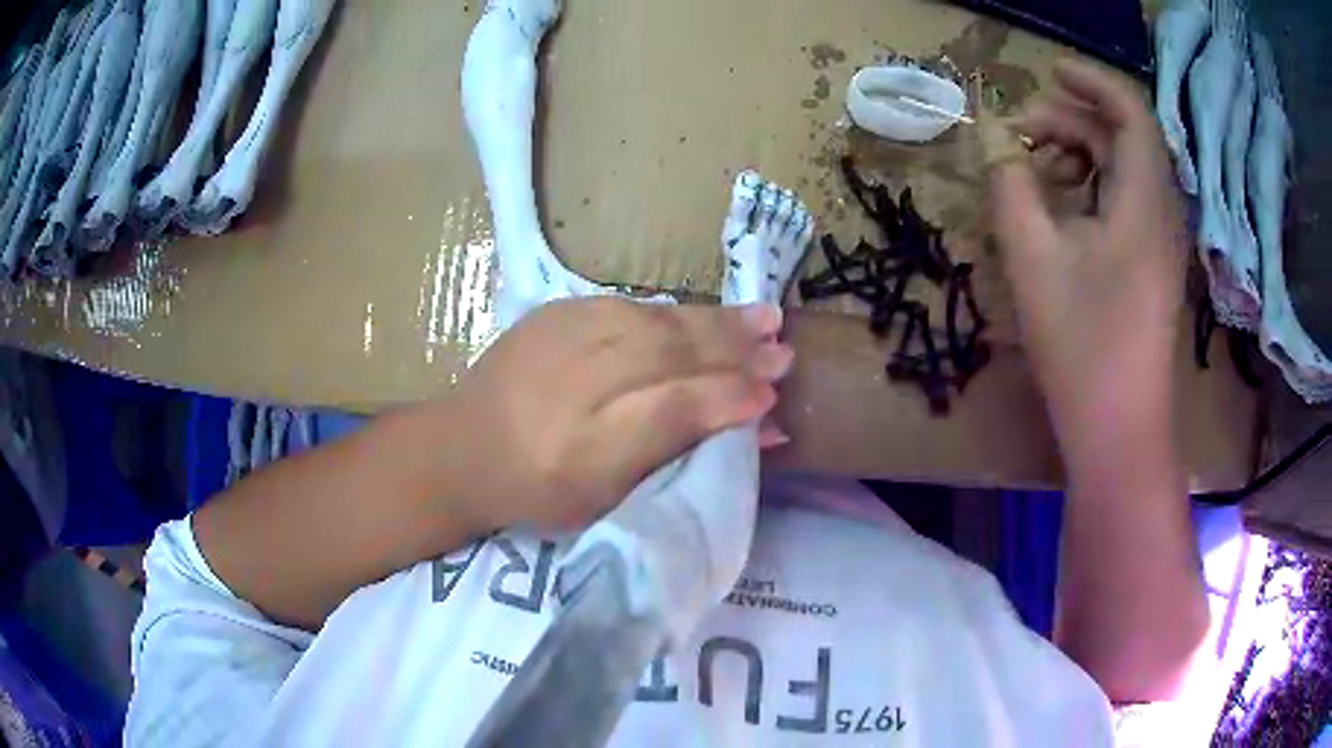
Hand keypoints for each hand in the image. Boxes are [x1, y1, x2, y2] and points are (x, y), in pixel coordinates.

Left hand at [437, 297, 792, 532]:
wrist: (460, 447)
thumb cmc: (537, 491)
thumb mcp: (605, 498)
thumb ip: (675, 455)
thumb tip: (751, 426)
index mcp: (583, 450)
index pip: (670, 411)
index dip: (725, 400)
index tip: (771, 396)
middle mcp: (573, 385)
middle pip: (668, 356)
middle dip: (733, 352)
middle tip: (783, 349)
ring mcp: (561, 339)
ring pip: (655, 323)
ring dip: (714, 322)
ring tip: (764, 319)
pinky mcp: (555, 313)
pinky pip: (629, 308)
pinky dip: (675, 313)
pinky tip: (705, 316)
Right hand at [988, 60, 1187, 441]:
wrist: (1119, 430)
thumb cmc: (1082, 347)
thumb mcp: (1034, 259)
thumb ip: (1010, 186)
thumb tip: (996, 141)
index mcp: (1143, 202)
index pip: (1130, 113)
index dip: (1091, 81)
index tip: (1048, 71)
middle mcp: (1161, 212)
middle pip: (1122, 138)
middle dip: (1072, 121)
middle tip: (1019, 132)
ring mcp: (1160, 242)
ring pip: (1123, 170)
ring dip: (1079, 154)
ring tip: (1032, 167)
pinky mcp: (1152, 266)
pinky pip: (1125, 202)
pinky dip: (1091, 188)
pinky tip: (1059, 207)